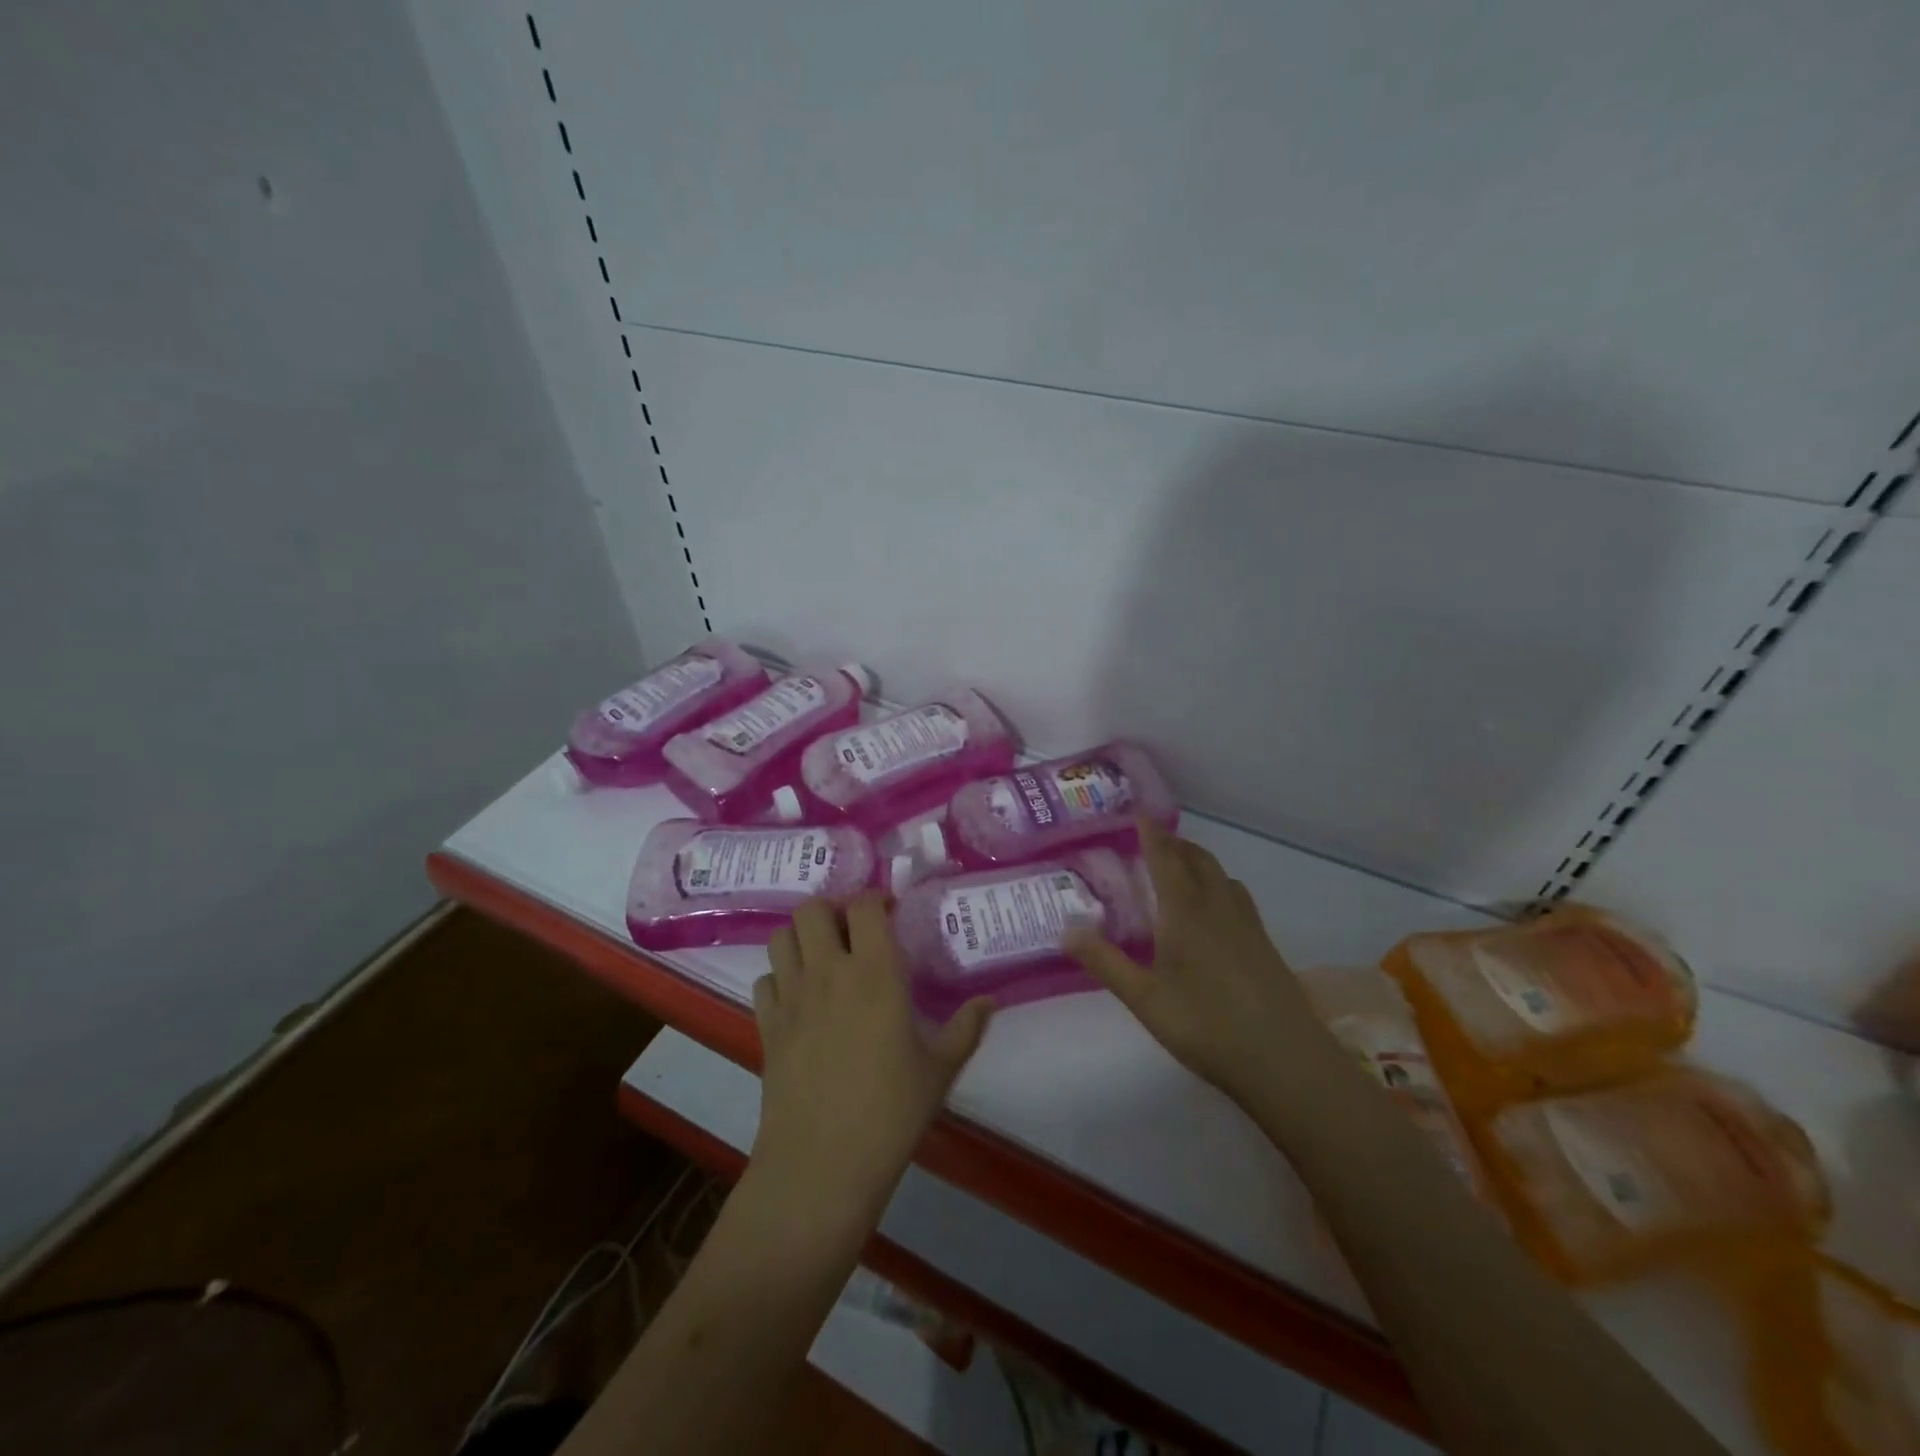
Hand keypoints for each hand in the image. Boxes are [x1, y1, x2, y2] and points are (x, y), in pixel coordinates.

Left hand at [750, 893, 993, 1216]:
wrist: (821, 1164)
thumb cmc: (890, 1113)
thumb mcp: (939, 1070)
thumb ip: (966, 1028)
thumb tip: (990, 1001)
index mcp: (875, 973)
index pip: (865, 906)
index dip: (876, 898)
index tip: (891, 912)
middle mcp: (828, 972)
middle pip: (812, 908)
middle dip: (833, 909)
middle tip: (853, 931)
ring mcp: (791, 997)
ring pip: (781, 936)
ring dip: (802, 936)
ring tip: (824, 956)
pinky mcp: (766, 1025)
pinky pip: (764, 979)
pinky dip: (779, 977)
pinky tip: (799, 997)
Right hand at [1067, 820, 1341, 1107]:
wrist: (1286, 1062)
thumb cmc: (1207, 1026)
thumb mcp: (1145, 999)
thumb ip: (1105, 962)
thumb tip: (1066, 928)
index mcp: (1186, 912)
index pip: (1165, 859)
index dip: (1151, 833)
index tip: (1138, 809)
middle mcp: (1219, 908)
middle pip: (1198, 860)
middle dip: (1175, 844)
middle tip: (1152, 840)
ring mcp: (1247, 925)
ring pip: (1222, 876)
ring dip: (1199, 862)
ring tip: (1180, 869)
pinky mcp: (1265, 945)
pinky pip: (1238, 897)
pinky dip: (1218, 885)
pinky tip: (1213, 913)